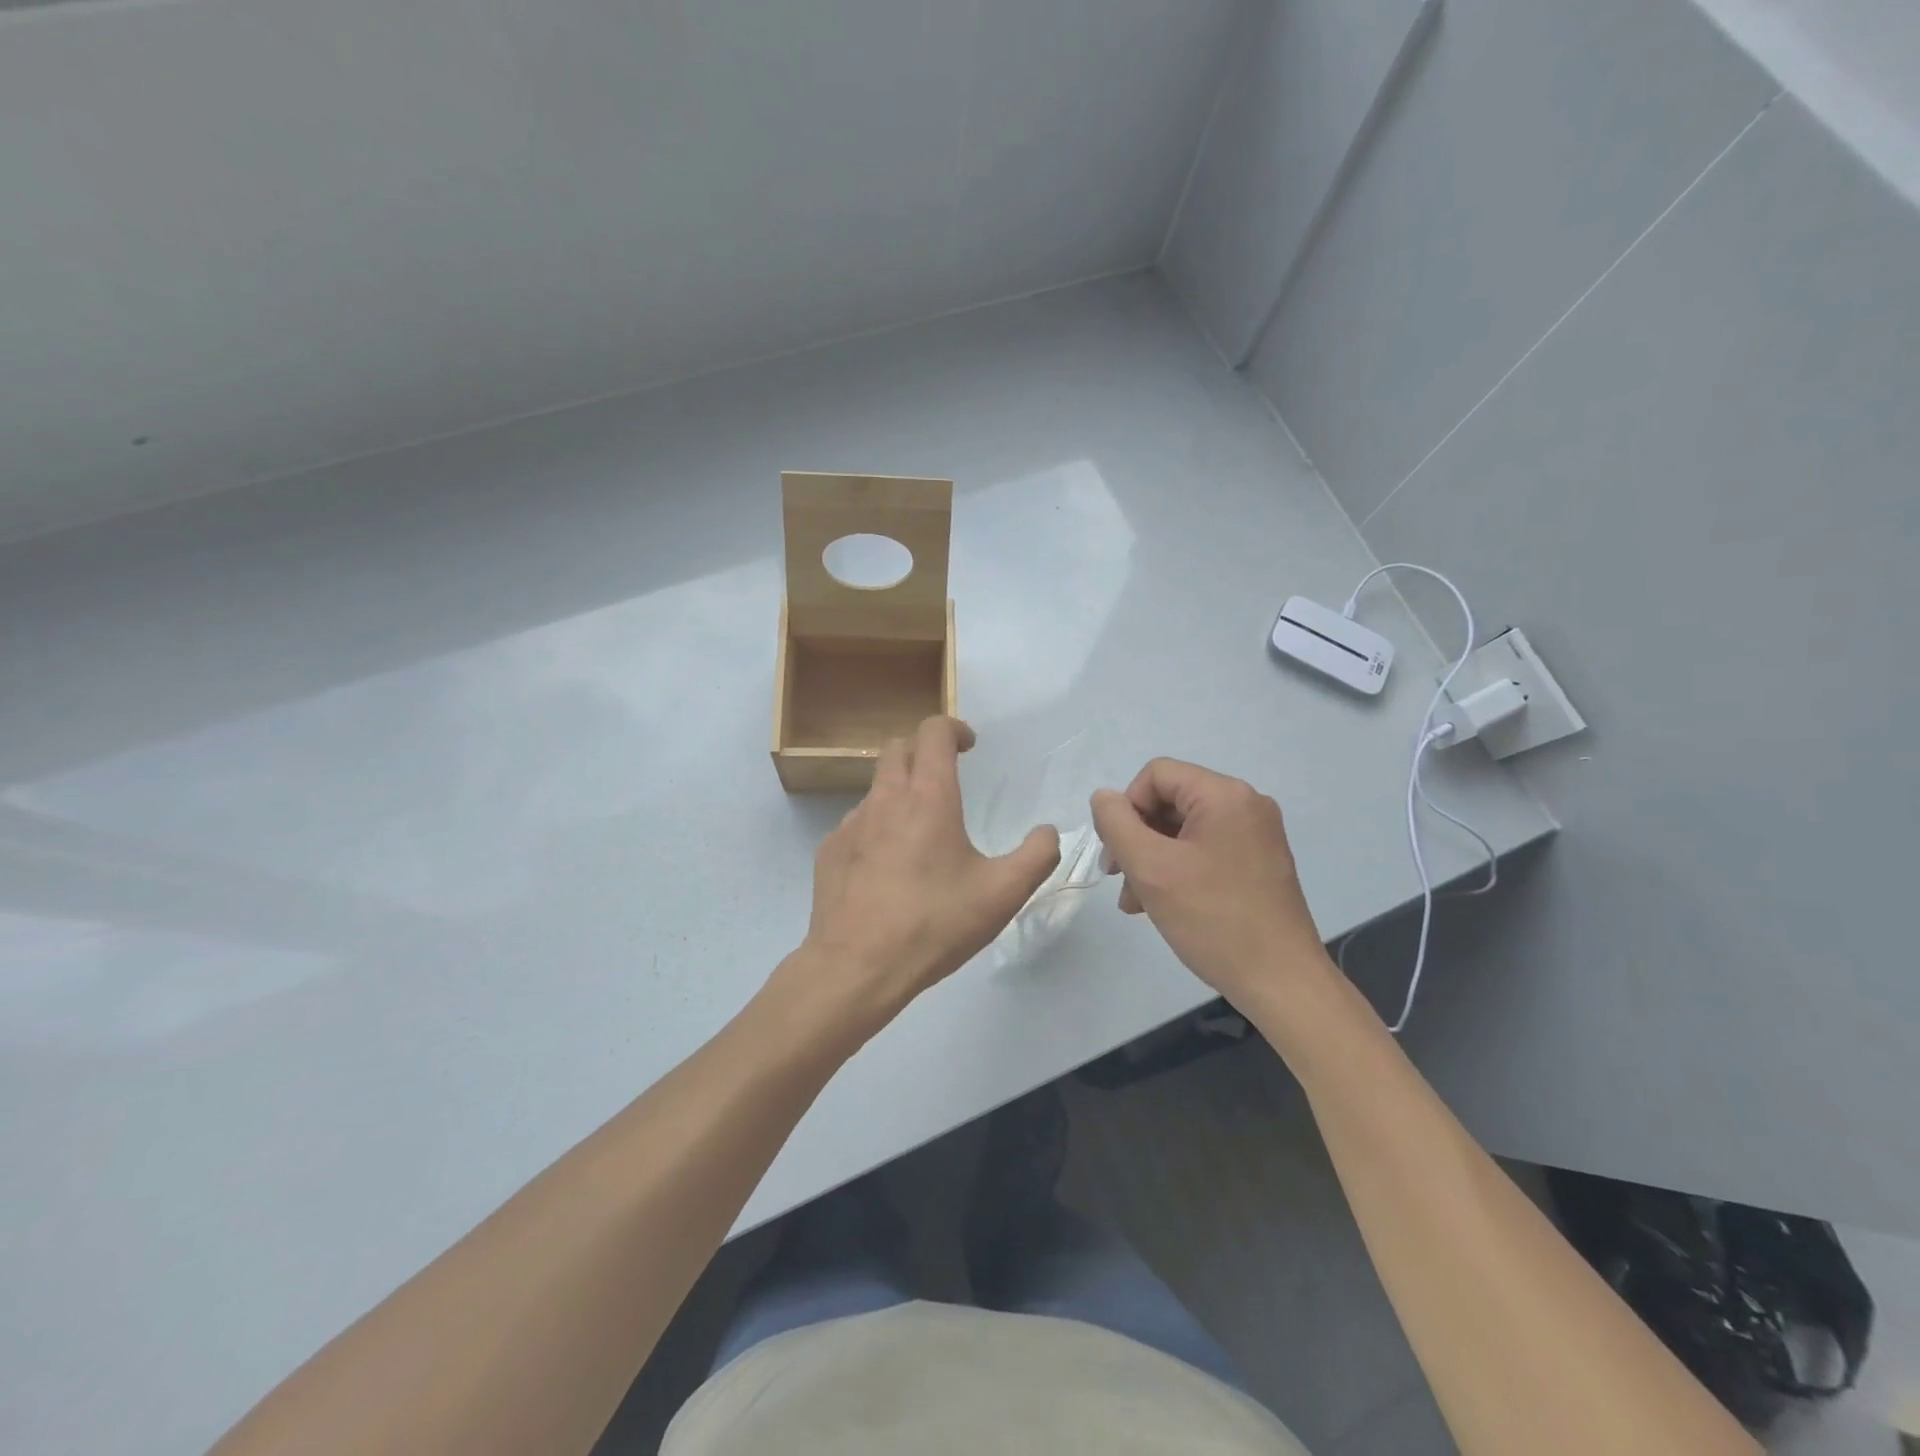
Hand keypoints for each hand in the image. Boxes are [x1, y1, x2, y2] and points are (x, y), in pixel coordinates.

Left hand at [780, 716, 1060, 1039]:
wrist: (856, 967)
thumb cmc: (934, 924)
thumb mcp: (1003, 894)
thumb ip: (1037, 856)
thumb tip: (1048, 832)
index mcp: (928, 797)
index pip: (933, 732)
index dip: (953, 728)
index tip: (969, 746)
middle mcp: (885, 799)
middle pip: (897, 748)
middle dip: (923, 750)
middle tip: (946, 776)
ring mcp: (851, 824)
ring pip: (876, 787)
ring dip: (900, 790)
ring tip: (921, 831)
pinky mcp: (830, 851)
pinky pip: (857, 823)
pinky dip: (877, 827)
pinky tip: (889, 868)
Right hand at [1090, 758, 1330, 1005]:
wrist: (1281, 982)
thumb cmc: (1213, 920)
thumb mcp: (1151, 868)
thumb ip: (1116, 824)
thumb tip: (1104, 798)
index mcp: (1225, 795)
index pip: (1156, 775)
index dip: (1127, 808)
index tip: (1118, 853)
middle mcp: (1246, 804)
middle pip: (1170, 801)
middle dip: (1137, 837)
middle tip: (1118, 878)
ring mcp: (1256, 834)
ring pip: (1183, 829)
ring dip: (1152, 858)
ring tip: (1135, 901)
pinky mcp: (1260, 862)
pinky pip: (1205, 849)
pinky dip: (1177, 869)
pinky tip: (1160, 904)